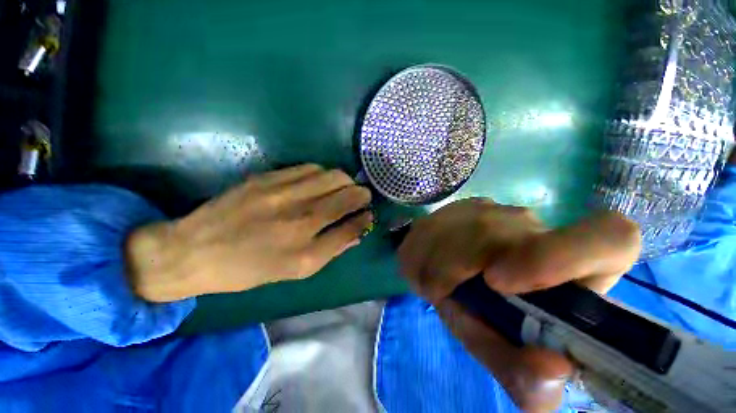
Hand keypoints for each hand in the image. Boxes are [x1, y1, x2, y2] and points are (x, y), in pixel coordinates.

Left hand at [126, 164, 372, 301]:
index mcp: (306, 251)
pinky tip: (319, 182)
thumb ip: (331, 249)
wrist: (195, 250)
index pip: (353, 226)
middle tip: (360, 198)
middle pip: (348, 195)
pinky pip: (310, 168)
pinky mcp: (268, 177)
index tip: (368, 215)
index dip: (366, 218)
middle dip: (362, 194)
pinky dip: (323, 174)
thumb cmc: (249, 269)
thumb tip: (357, 233)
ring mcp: (284, 193)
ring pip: (333, 176)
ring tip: (342, 188)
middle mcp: (300, 219)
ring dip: (345, 182)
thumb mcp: (295, 271)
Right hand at [398, 199, 640, 411]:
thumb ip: (527, 377)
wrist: (455, 274)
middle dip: (454, 268)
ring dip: (433, 262)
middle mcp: (538, 228)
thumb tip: (552, 369)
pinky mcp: (464, 205)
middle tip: (441, 291)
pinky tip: (426, 262)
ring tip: (432, 280)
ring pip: (457, 229)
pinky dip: (422, 250)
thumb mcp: (505, 353)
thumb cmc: (487, 316)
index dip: (559, 256)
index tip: (499, 282)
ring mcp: (498, 210)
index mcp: (577, 267)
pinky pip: (434, 226)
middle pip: (492, 236)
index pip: (609, 237)